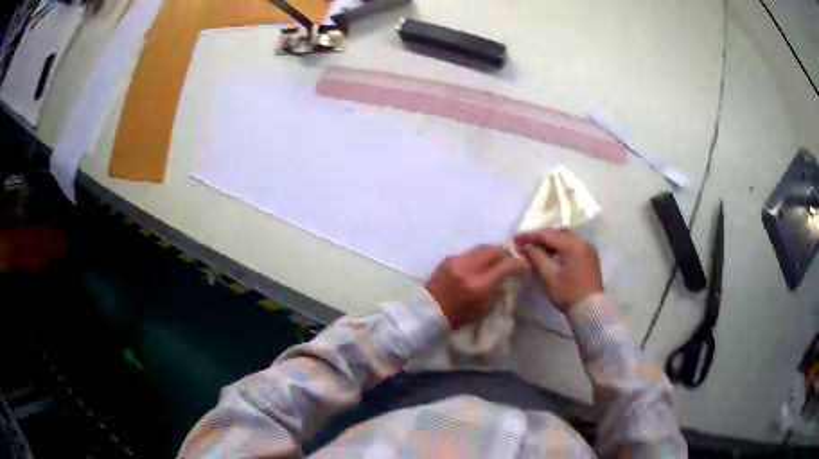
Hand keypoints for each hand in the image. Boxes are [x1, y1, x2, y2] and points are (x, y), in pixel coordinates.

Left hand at [425, 245, 526, 329]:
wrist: (426, 312)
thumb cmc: (457, 316)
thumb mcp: (483, 308)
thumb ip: (497, 290)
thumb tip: (507, 276)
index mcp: (478, 285)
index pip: (505, 266)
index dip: (518, 263)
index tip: (524, 265)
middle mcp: (468, 268)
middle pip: (494, 250)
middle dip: (506, 252)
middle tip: (511, 258)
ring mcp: (457, 261)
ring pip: (481, 247)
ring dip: (492, 251)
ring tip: (497, 259)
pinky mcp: (448, 258)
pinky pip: (469, 251)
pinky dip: (478, 255)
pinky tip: (480, 262)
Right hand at [514, 231, 602, 312]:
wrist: (590, 310)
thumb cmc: (568, 293)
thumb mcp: (549, 276)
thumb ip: (537, 257)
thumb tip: (528, 246)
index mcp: (573, 245)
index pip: (548, 235)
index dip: (530, 236)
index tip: (515, 238)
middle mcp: (582, 242)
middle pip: (557, 234)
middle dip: (539, 237)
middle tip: (522, 243)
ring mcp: (587, 249)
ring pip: (564, 239)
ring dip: (548, 242)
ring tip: (533, 249)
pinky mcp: (588, 258)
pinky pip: (570, 246)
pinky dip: (558, 248)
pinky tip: (548, 254)